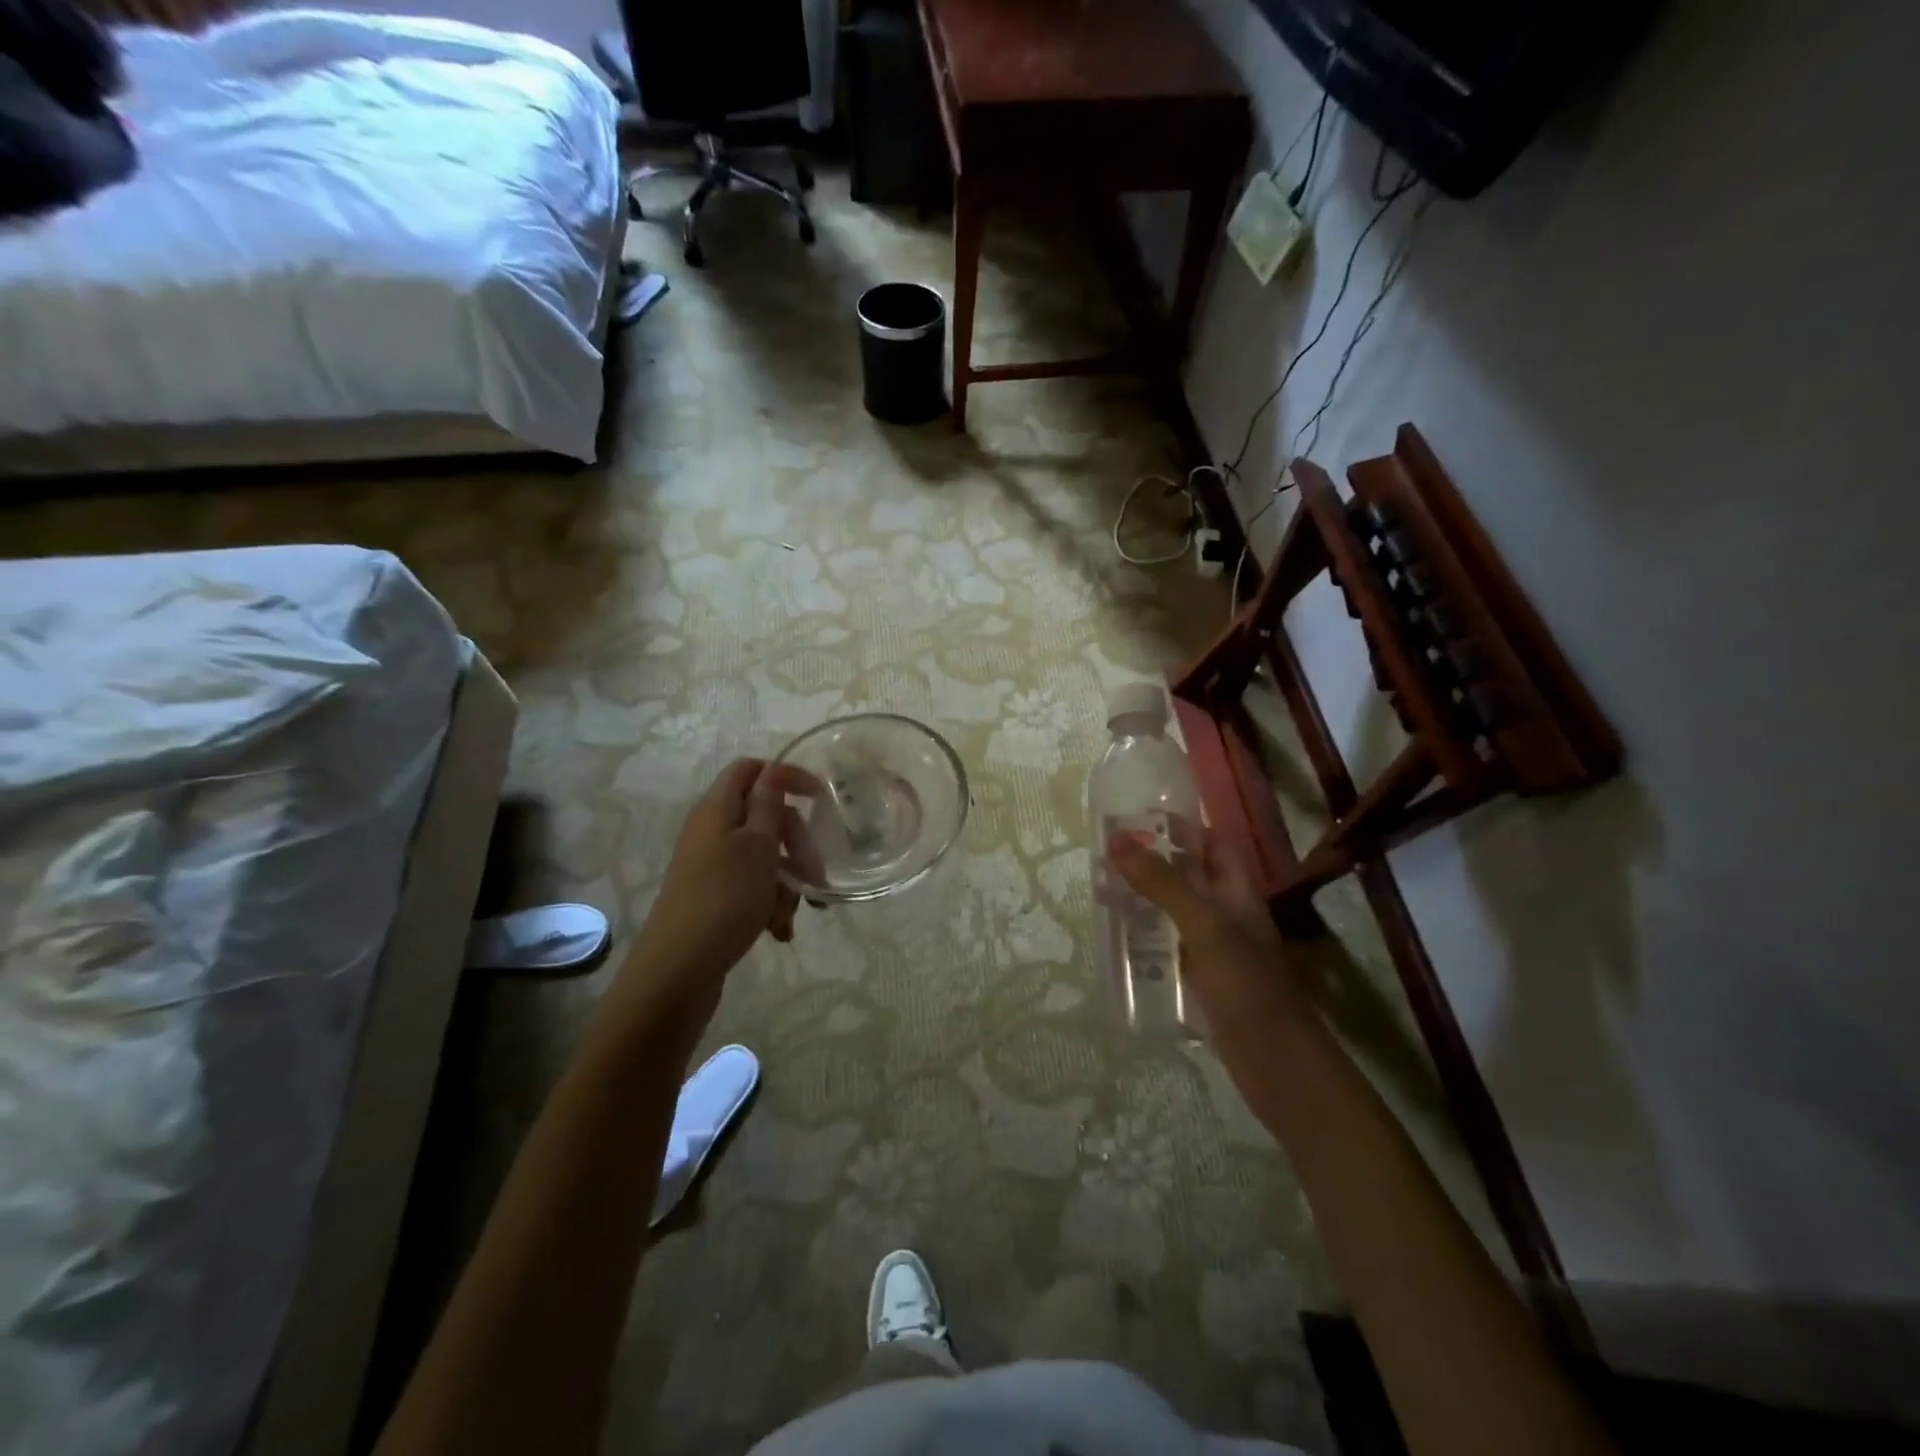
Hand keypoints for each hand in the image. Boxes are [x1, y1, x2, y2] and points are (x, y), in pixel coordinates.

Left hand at [622, 759, 813, 1012]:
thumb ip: (769, 804)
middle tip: (814, 870)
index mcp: (718, 809)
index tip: (820, 797)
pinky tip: (779, 930)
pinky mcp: (714, 896)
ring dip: (787, 881)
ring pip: (765, 857)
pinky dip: (770, 903)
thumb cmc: (725, 898)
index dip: (786, 775)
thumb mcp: (758, 845)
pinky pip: (753, 886)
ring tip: (793, 913)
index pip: (751, 769)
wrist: (679, 969)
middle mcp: (712, 830)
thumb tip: (771, 770)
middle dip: (796, 843)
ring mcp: (712, 865)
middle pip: (764, 817)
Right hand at [1108, 828, 1309, 1044]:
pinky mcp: (1201, 978)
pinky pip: (1170, 945)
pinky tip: (1118, 938)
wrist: (1274, 1061)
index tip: (1140, 816)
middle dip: (1154, 861)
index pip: (1213, 844)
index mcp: (1237, 892)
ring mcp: (1214, 948)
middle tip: (1107, 851)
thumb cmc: (1245, 984)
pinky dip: (1146, 936)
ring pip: (1176, 911)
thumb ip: (1162, 883)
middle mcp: (1227, 914)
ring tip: (1102, 888)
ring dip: (1145, 899)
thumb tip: (1117, 838)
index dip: (1183, 827)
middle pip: (1190, 876)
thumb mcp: (1202, 925)